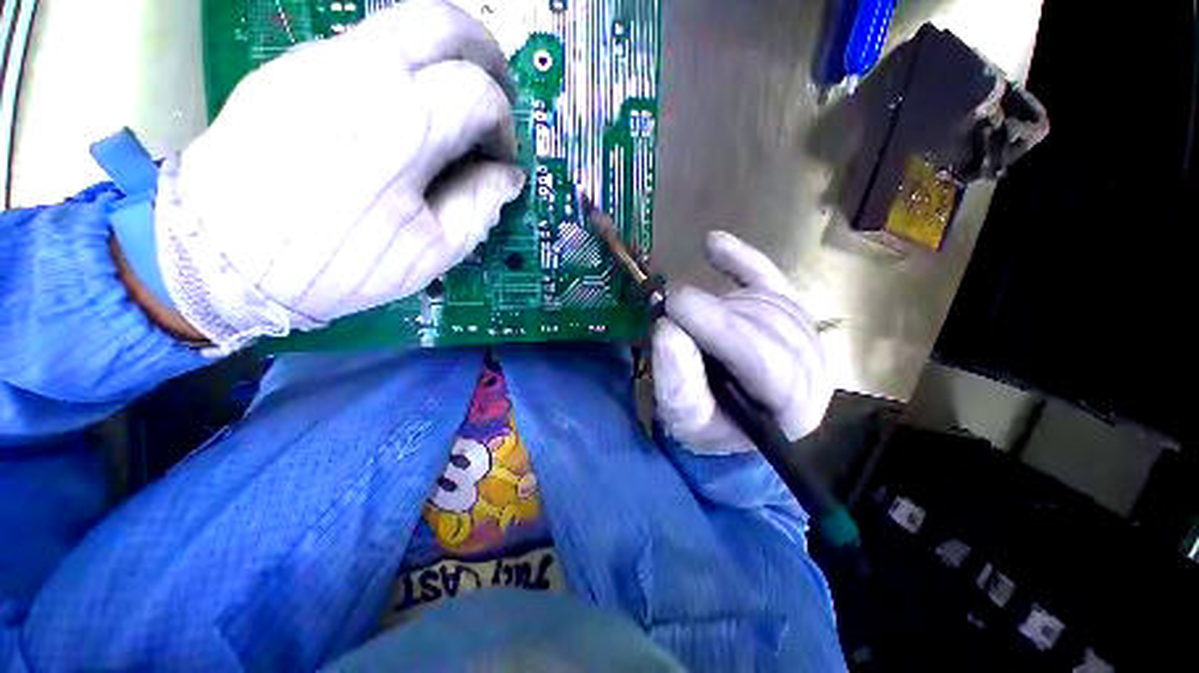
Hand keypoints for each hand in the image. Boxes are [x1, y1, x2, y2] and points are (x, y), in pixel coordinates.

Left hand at [155, 0, 524, 352]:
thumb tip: (509, 176)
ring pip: (400, 24)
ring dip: (443, 55)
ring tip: (455, 99)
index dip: (503, 124)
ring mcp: (315, 62)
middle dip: (485, 53)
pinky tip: (400, 112)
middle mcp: (359, 73)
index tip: (500, 157)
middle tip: (498, 90)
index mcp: (401, 127)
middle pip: (441, 22)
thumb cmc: (340, 265)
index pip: (479, 91)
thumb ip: (481, 205)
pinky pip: (360, 48)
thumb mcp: (433, 252)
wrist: (222, 262)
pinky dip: (399, 67)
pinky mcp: (288, 69)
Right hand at [652, 232, 832, 452]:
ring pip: (769, 302)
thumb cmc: (705, 423)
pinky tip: (713, 244)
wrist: (725, 416)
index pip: (766, 362)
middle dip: (715, 312)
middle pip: (770, 326)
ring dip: (719, 301)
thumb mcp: (683, 416)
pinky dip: (741, 259)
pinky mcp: (791, 313)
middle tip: (670, 304)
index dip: (720, 329)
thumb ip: (678, 381)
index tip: (675, 305)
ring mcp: (807, 338)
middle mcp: (813, 372)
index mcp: (792, 410)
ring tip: (686, 310)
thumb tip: (668, 329)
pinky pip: (770, 279)